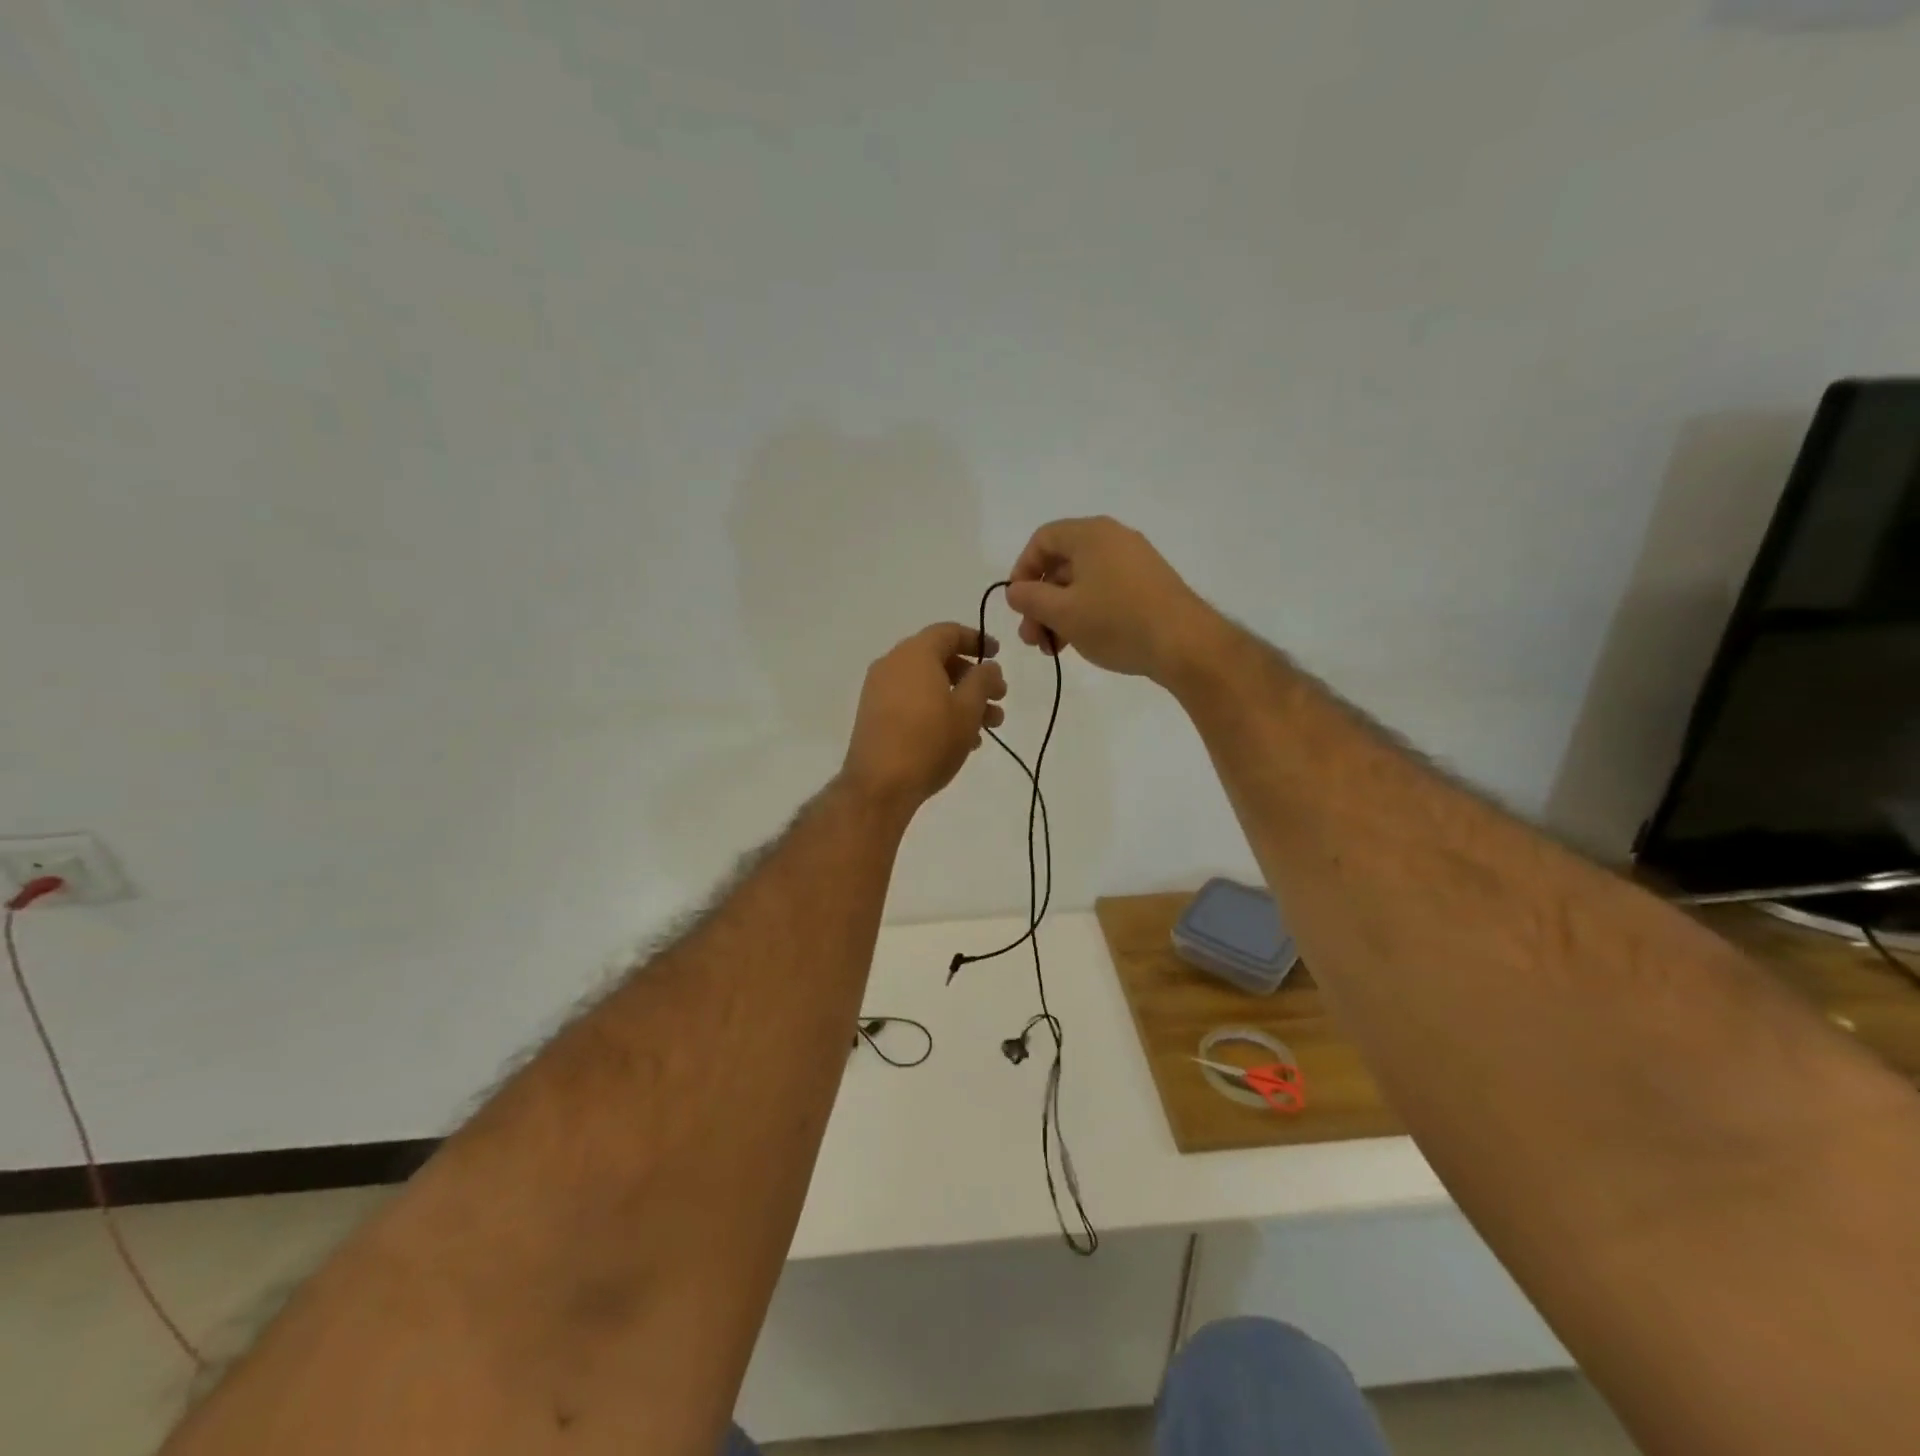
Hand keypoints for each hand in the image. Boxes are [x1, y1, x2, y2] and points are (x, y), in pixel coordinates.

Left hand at [841, 623, 1006, 812]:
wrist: (879, 785)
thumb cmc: (929, 740)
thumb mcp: (968, 709)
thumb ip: (983, 681)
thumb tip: (988, 666)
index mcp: (914, 654)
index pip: (949, 632)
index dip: (977, 640)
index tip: (998, 654)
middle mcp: (892, 665)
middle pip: (939, 660)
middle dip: (973, 678)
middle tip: (999, 698)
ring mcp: (879, 691)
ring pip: (928, 685)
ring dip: (960, 699)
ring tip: (988, 727)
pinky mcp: (875, 716)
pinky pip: (912, 702)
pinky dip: (938, 711)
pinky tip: (960, 739)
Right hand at [1005, 516, 1219, 682]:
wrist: (1185, 643)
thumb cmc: (1116, 621)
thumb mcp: (1062, 612)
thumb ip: (1030, 598)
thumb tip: (1015, 590)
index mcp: (1090, 534)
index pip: (1042, 540)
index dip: (1022, 571)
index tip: (1017, 605)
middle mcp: (1113, 538)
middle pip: (1062, 564)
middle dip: (1040, 602)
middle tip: (1032, 638)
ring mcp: (1135, 561)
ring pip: (1082, 582)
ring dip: (1060, 613)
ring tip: (1053, 648)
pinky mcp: (1149, 585)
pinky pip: (1105, 591)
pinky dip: (1086, 613)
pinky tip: (1081, 642)